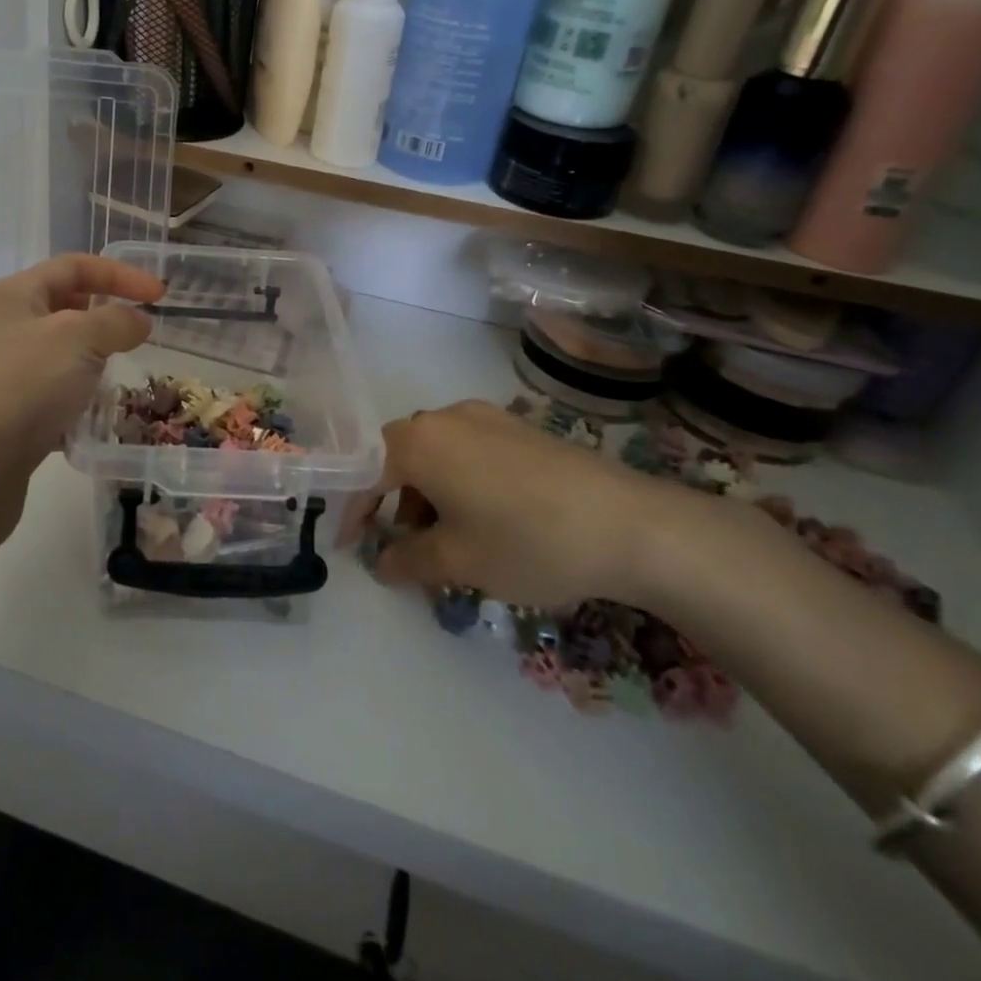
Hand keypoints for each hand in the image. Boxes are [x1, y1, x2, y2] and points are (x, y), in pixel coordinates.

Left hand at [0, 255, 164, 571]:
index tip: (160, 296)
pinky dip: (78, 396)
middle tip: (139, 336)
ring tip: (119, 375)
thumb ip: (116, 321)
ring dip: (94, 360)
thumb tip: (138, 321)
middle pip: (66, 306)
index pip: (74, 266)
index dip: (120, 275)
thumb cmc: (23, 388)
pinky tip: (94, 414)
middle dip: (106, 317)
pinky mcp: (8, 410)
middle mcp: (3, 325)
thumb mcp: (78, 340)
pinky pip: (54, 390)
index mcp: (13, 295)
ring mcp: (3, 370)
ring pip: (62, 351)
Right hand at [338, 400, 673, 607]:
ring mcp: (487, 417)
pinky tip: (483, 517)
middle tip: (399, 544)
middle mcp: (446, 417)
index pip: (366, 470)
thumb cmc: (526, 540)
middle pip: (400, 455)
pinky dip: (457, 481)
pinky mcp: (519, 427)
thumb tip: (381, 564)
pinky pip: (468, 449)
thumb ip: (408, 560)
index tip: (351, 546)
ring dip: (426, 492)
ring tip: (444, 538)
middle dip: (392, 500)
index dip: (354, 510)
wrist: (629, 524)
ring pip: (436, 452)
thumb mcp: (458, 561)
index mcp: (420, 442)